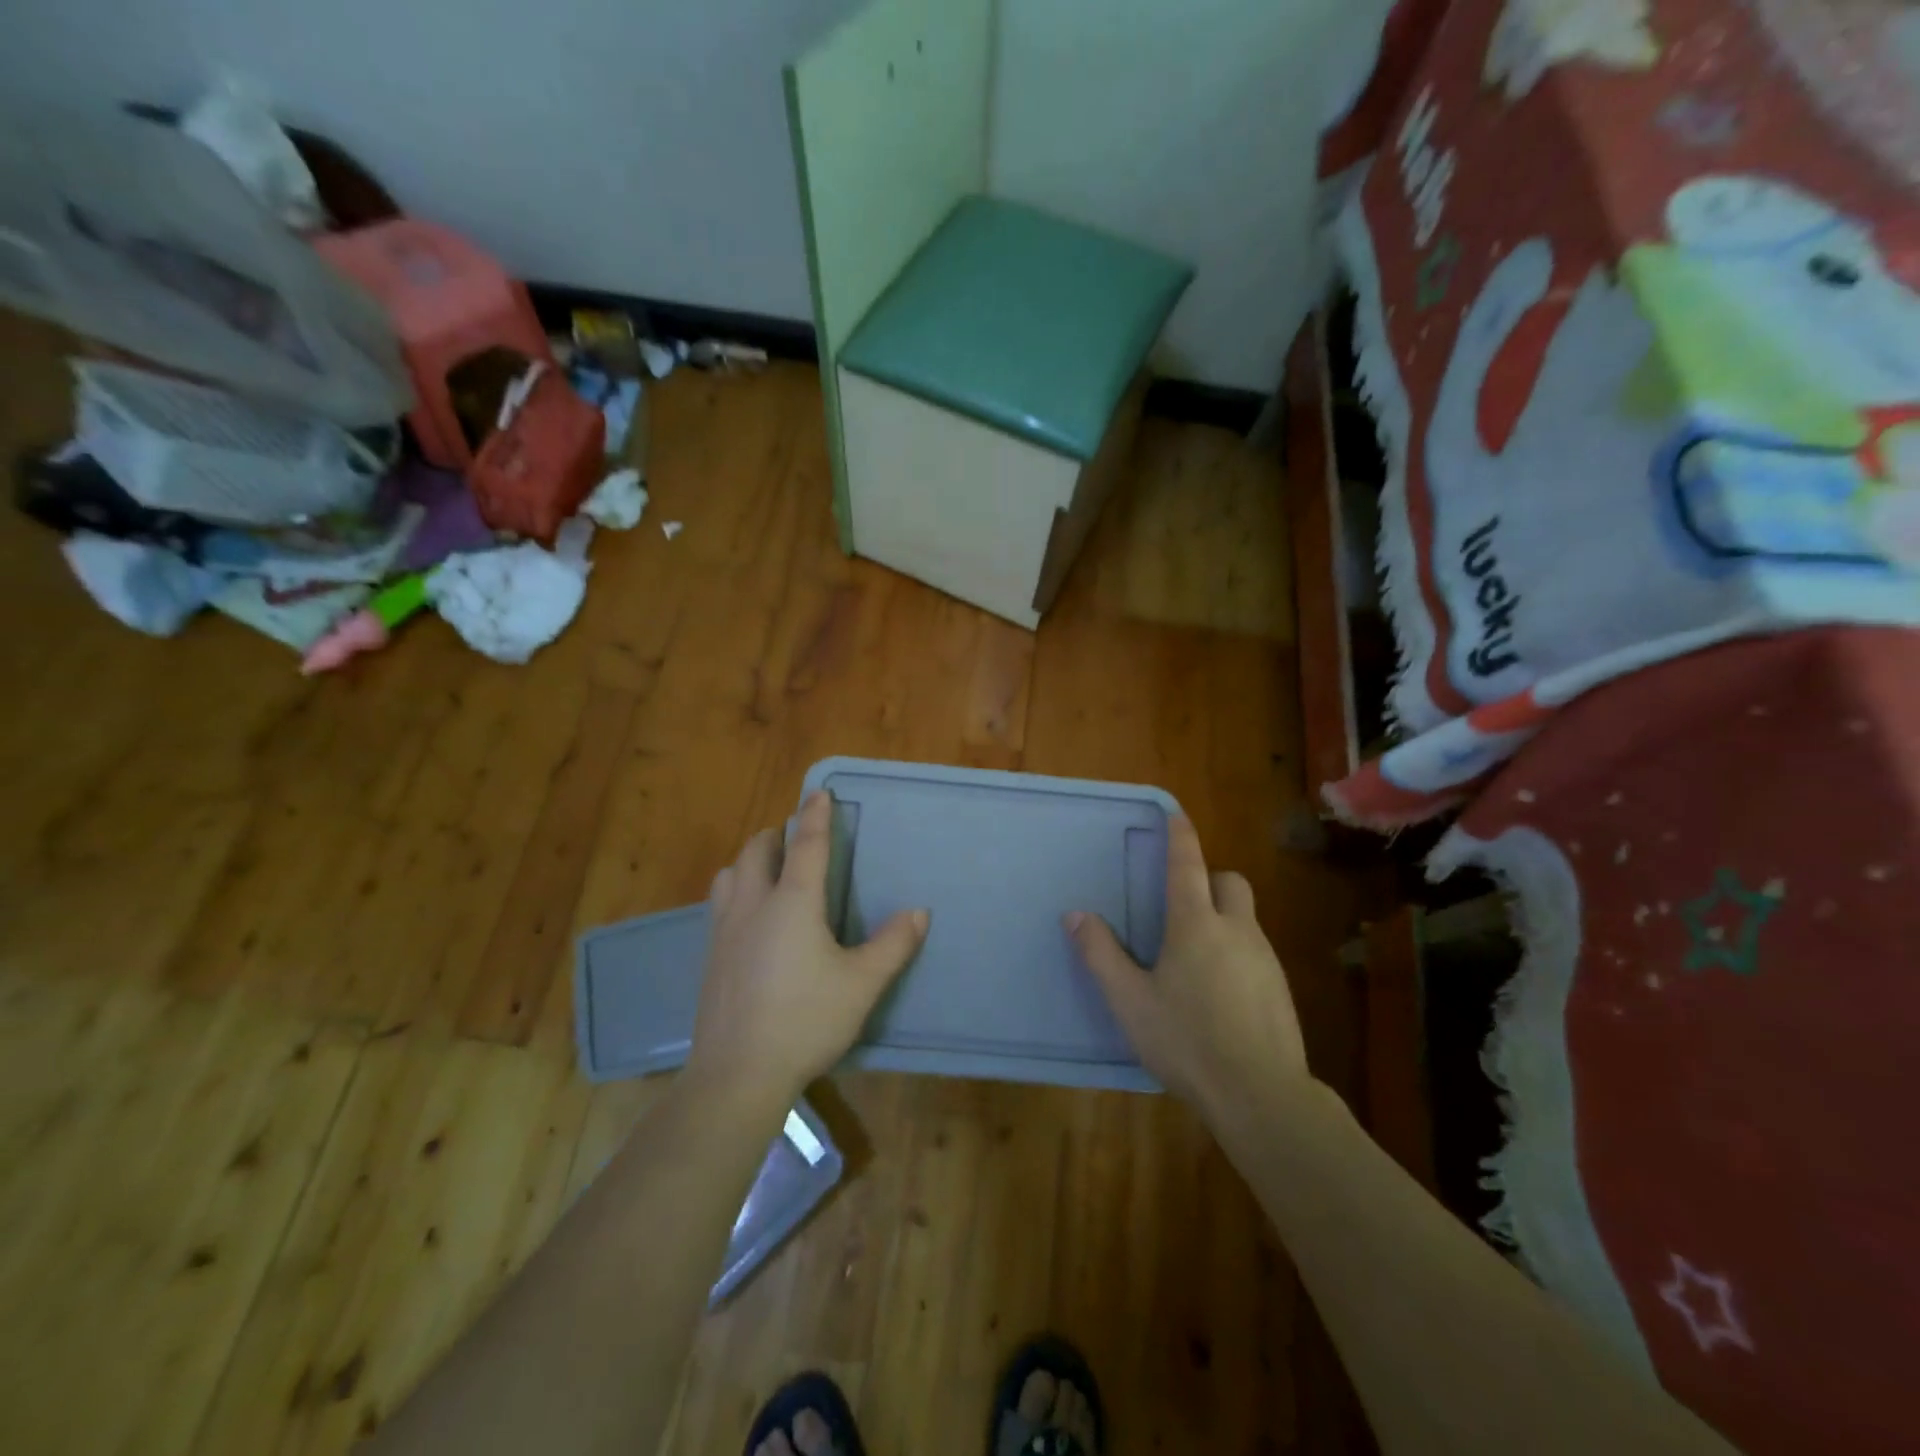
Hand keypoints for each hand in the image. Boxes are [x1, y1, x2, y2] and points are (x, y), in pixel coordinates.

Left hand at [688, 791, 928, 1110]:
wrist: (738, 1074)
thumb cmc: (806, 1020)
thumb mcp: (862, 984)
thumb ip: (892, 944)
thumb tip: (918, 912)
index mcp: (793, 902)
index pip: (806, 844)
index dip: (815, 815)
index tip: (818, 791)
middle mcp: (754, 905)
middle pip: (757, 850)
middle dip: (777, 833)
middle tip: (795, 837)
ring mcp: (724, 930)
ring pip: (730, 874)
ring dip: (751, 860)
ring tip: (770, 871)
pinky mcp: (709, 956)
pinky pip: (720, 903)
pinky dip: (736, 889)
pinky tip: (750, 917)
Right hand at [1066, 816, 1310, 1119]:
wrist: (1261, 1095)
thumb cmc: (1186, 1041)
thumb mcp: (1130, 1001)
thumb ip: (1101, 954)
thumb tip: (1075, 914)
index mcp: (1196, 925)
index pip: (1188, 865)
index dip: (1181, 837)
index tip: (1176, 813)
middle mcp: (1236, 931)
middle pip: (1230, 882)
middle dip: (1209, 880)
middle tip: (1183, 905)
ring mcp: (1265, 959)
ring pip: (1245, 918)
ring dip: (1222, 919)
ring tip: (1194, 957)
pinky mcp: (1280, 989)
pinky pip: (1255, 951)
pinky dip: (1236, 953)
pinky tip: (1219, 993)